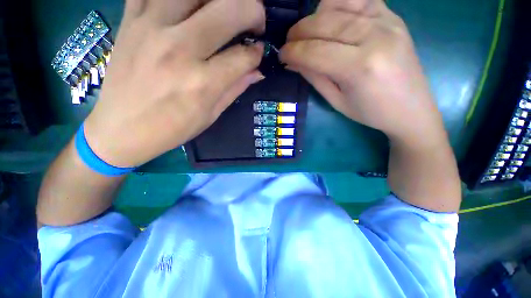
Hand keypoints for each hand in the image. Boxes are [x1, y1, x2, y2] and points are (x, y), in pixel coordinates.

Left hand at [84, 0, 265, 167]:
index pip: (243, 56)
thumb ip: (235, 88)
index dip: (257, 52)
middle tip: (255, 21)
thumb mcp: (211, 115)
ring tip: (224, 10)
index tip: (258, 52)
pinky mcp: (131, 19)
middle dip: (253, 11)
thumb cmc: (172, 128)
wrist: (121, 128)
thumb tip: (257, 71)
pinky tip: (190, 7)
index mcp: (202, 82)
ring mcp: (151, 27)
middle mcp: (179, 49)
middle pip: (228, 10)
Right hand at [280, 0, 445, 144]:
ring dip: (315, 15)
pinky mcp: (393, 16)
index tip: (281, 55)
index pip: (315, 51)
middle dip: (299, 31)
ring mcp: (387, 21)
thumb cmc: (370, 112)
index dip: (293, 51)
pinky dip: (338, 3)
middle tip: (289, 43)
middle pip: (325, 22)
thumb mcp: (336, 101)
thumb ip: (314, 77)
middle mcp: (375, 36)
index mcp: (360, 67)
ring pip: (340, 2)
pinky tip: (329, 17)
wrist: (411, 109)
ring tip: (307, 31)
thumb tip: (292, 62)